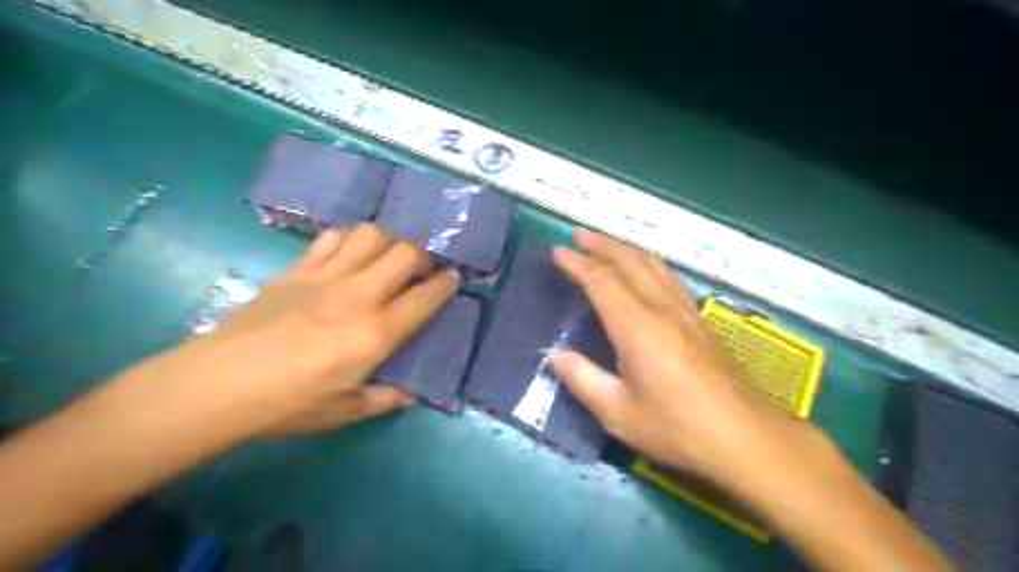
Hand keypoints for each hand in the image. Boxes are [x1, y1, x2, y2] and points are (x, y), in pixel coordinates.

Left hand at [108, 221, 457, 437]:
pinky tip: (348, 254)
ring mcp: (326, 276)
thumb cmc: (288, 404)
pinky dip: (349, 239)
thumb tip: (409, 395)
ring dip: (388, 240)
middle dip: (423, 256)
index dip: (446, 284)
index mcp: (376, 333)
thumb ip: (383, 399)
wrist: (218, 385)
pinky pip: (333, 238)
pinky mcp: (298, 269)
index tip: (454, 277)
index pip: (425, 297)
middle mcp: (359, 295)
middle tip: (421, 269)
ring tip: (386, 257)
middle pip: (405, 253)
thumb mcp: (344, 411)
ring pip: (371, 234)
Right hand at [549, 227, 794, 483]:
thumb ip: (583, 380)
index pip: (602, 281)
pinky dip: (648, 263)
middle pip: (630, 261)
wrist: (746, 437)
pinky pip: (669, 277)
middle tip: (578, 235)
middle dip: (601, 244)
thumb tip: (554, 356)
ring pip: (653, 264)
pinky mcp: (701, 321)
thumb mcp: (619, 414)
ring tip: (605, 245)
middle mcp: (663, 309)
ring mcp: (686, 311)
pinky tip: (644, 272)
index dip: (578, 263)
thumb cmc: (678, 428)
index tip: (558, 251)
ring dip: (625, 249)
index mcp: (638, 328)